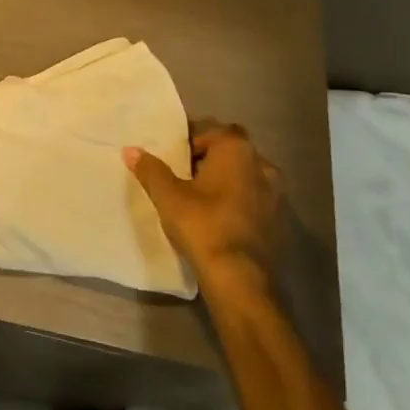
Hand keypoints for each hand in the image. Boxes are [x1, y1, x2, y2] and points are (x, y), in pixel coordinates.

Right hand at [125, 121, 281, 298]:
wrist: (240, 279)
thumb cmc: (203, 225)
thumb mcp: (168, 196)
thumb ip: (150, 169)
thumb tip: (130, 150)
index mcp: (237, 150)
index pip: (211, 130)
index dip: (190, 140)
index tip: (173, 157)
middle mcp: (262, 164)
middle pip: (230, 151)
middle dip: (208, 159)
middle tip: (183, 175)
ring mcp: (276, 194)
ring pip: (244, 176)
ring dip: (225, 181)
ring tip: (199, 198)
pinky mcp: (279, 220)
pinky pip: (253, 199)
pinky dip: (237, 201)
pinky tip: (218, 218)